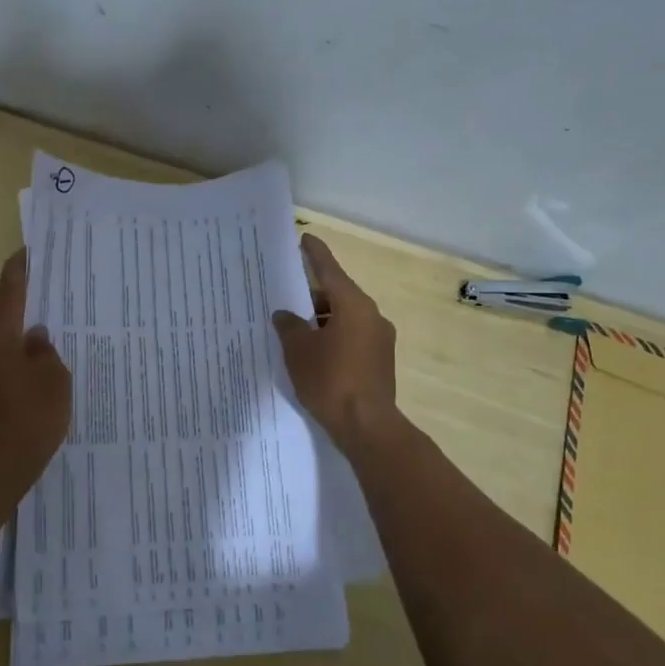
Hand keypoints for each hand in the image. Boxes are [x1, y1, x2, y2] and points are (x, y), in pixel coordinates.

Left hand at [0, 250, 70, 495]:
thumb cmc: (31, 416)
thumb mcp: (53, 378)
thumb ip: (45, 351)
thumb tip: (35, 338)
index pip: (9, 293)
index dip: (19, 270)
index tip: (27, 252)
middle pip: (3, 320)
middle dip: (25, 309)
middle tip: (50, 300)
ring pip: (2, 347)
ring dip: (21, 342)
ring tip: (50, 340)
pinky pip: (0, 369)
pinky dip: (17, 365)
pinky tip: (38, 374)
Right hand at [271, 234, 397, 447]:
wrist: (367, 426)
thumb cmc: (330, 380)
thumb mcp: (299, 350)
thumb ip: (289, 326)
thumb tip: (285, 315)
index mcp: (353, 305)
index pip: (330, 270)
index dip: (314, 254)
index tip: (305, 239)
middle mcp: (372, 316)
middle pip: (337, 296)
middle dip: (311, 297)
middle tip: (286, 298)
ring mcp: (380, 340)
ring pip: (344, 319)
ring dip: (321, 321)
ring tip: (294, 331)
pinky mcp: (380, 362)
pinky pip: (351, 339)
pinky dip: (332, 339)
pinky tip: (313, 354)